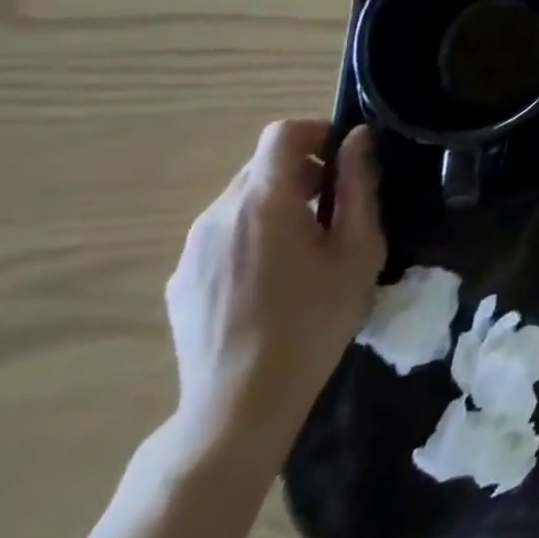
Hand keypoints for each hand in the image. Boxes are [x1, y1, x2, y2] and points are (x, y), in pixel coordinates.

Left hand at [164, 122, 384, 458]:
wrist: (239, 405)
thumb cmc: (313, 319)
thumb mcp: (358, 249)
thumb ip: (358, 186)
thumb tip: (358, 140)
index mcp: (263, 200)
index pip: (282, 133)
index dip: (317, 132)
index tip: (344, 159)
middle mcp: (217, 214)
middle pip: (262, 166)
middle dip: (302, 172)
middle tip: (336, 207)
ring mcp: (191, 250)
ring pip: (240, 201)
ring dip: (276, 204)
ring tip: (306, 247)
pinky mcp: (180, 281)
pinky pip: (221, 235)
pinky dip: (250, 236)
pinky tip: (272, 280)